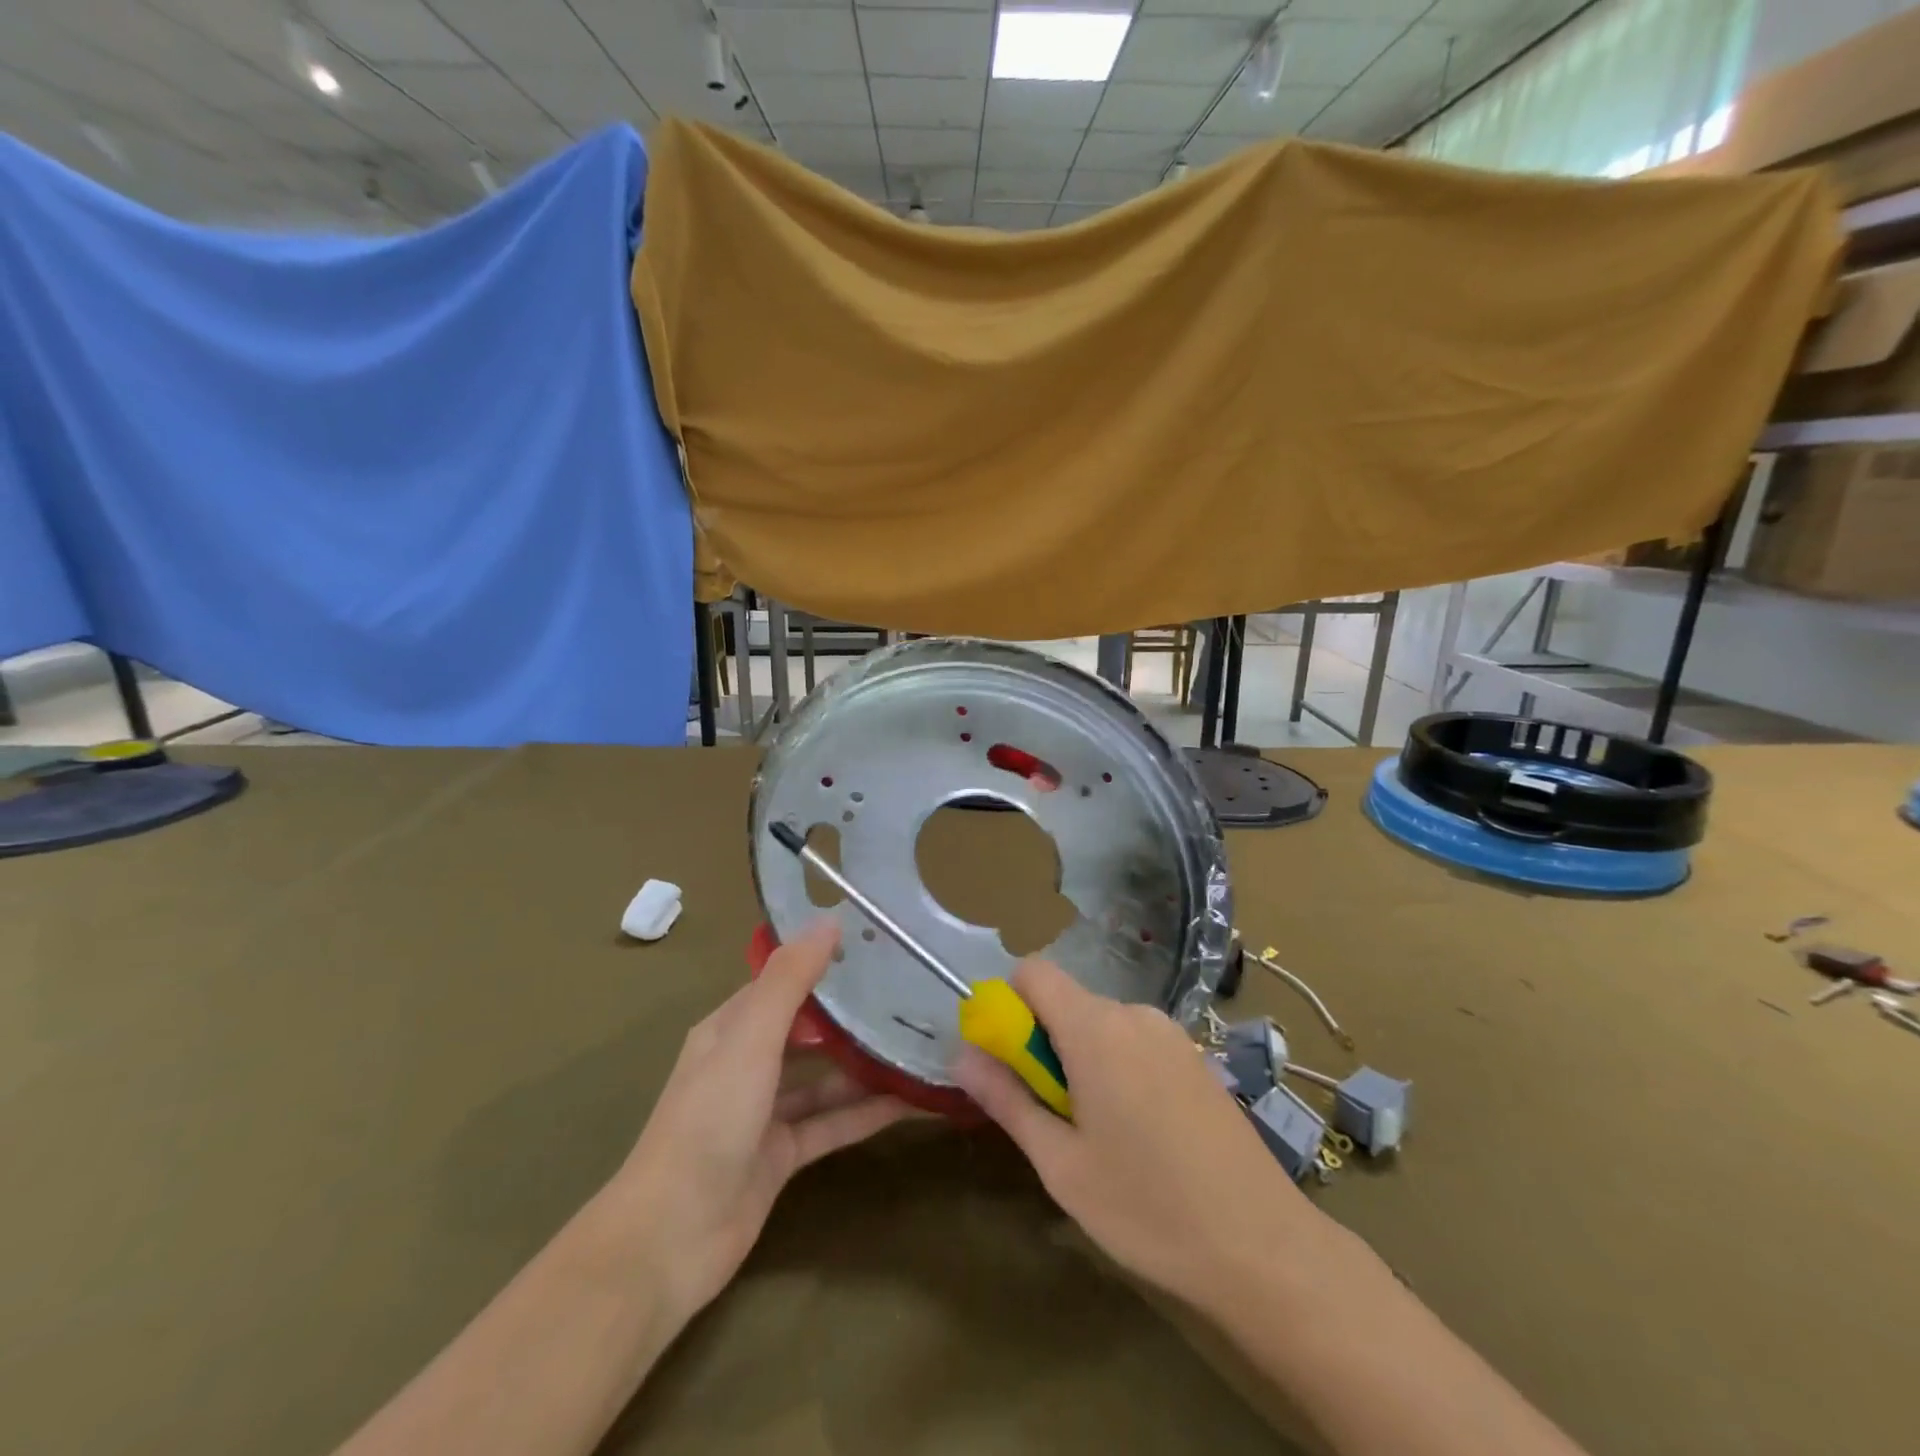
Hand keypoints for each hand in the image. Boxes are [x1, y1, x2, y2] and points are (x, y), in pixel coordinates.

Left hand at [614, 919, 913, 1319]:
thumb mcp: (751, 1040)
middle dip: (851, 1013)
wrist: (670, 1238)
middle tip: (909, 992)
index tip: (875, 946)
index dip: (823, 962)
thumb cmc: (709, 1121)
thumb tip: (830, 920)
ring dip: (864, 1064)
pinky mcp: (782, 1155)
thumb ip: (790, 980)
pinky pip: (832, 1123)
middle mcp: (746, 1063)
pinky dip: (866, 1112)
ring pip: (823, 1078)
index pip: (782, 982)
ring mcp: (764, 1112)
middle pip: (806, 1029)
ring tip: (917, 1043)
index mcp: (730, 1028)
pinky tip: (910, 1101)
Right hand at [953, 959, 1329, 1306]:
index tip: (1008, 1060)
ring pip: (1101, 1023)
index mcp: (1095, 1028)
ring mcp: (1171, 1033)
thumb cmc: (1148, 1208)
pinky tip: (1139, 1131)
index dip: (1009, 1004)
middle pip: (1067, 1001)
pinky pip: (1135, 1041)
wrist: (1264, 1247)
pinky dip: (1117, 1065)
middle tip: (1051, 1114)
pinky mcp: (1195, 1057)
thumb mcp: (1062, 1164)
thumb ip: (1008, 1100)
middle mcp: (1134, 1014)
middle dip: (1043, 1042)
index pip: (1034, 971)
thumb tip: (963, 1055)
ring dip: (1081, 1058)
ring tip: (1097, 1132)